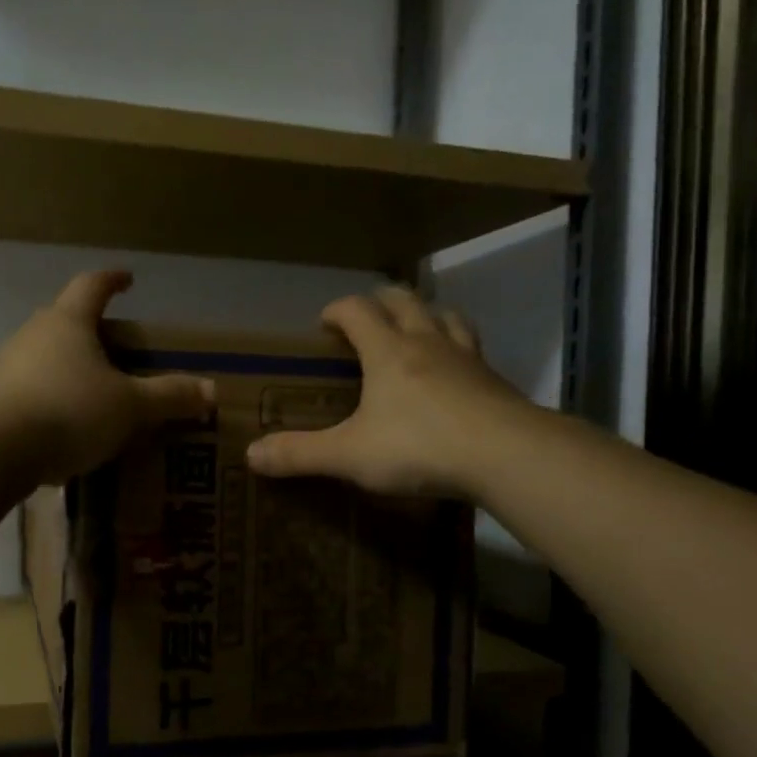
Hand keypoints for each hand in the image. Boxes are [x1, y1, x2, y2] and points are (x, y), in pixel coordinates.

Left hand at [0, 270, 214, 485]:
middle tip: (117, 350)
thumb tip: (211, 391)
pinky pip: (29, 389)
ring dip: (68, 367)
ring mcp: (6, 366)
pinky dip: (50, 398)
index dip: (112, 280)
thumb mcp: (130, 407)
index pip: (92, 285)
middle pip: (65, 320)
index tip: (128, 280)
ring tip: (93, 393)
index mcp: (68, 322)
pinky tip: (63, 426)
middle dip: (91, 330)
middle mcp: (32, 334)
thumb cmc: (70, 412)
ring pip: (44, 356)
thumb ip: (169, 397)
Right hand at [246, 287, 524, 499]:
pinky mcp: (495, 381)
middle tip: (367, 317)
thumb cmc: (419, 447)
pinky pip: (473, 350)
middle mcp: (427, 343)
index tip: (324, 323)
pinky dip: (458, 348)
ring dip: (427, 314)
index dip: (338, 310)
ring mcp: (467, 358)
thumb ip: (300, 454)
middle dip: (382, 301)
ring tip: (417, 329)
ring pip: (446, 317)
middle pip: (404, 301)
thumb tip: (251, 455)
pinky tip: (456, 373)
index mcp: (388, 352)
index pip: (358, 311)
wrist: (506, 456)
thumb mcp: (349, 455)